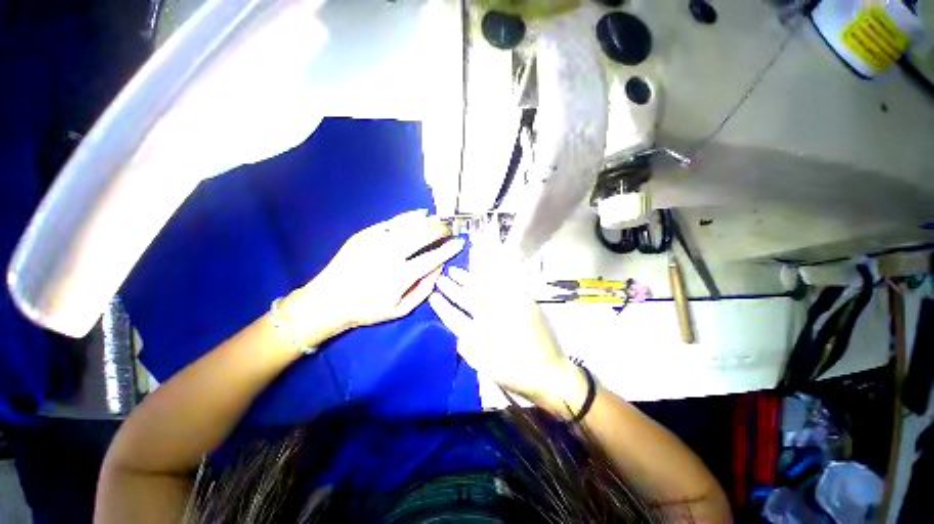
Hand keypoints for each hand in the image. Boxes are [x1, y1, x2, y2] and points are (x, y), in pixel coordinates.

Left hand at [287, 210, 464, 342]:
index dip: (449, 248)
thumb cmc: (367, 309)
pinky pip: (392, 221)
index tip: (460, 242)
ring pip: (409, 224)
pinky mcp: (365, 234)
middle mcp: (390, 254)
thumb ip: (424, 289)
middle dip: (441, 230)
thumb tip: (439, 268)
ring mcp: (375, 241)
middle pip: (423, 235)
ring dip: (429, 220)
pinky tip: (419, 214)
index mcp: (400, 276)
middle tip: (450, 229)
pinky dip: (409, 216)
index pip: (433, 257)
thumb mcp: (400, 309)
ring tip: (440, 219)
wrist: (328, 300)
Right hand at [428, 245, 586, 412]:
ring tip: (454, 271)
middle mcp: (496, 316)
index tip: (432, 296)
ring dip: (468, 279)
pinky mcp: (523, 302)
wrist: (549, 373)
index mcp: (483, 336)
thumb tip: (458, 333)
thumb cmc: (515, 372)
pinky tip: (481, 273)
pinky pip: (503, 284)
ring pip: (483, 289)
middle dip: (453, 288)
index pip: (456, 318)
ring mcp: (511, 306)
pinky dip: (490, 278)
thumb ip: (468, 347)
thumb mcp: (486, 367)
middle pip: (469, 298)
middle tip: (441, 277)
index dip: (443, 307)